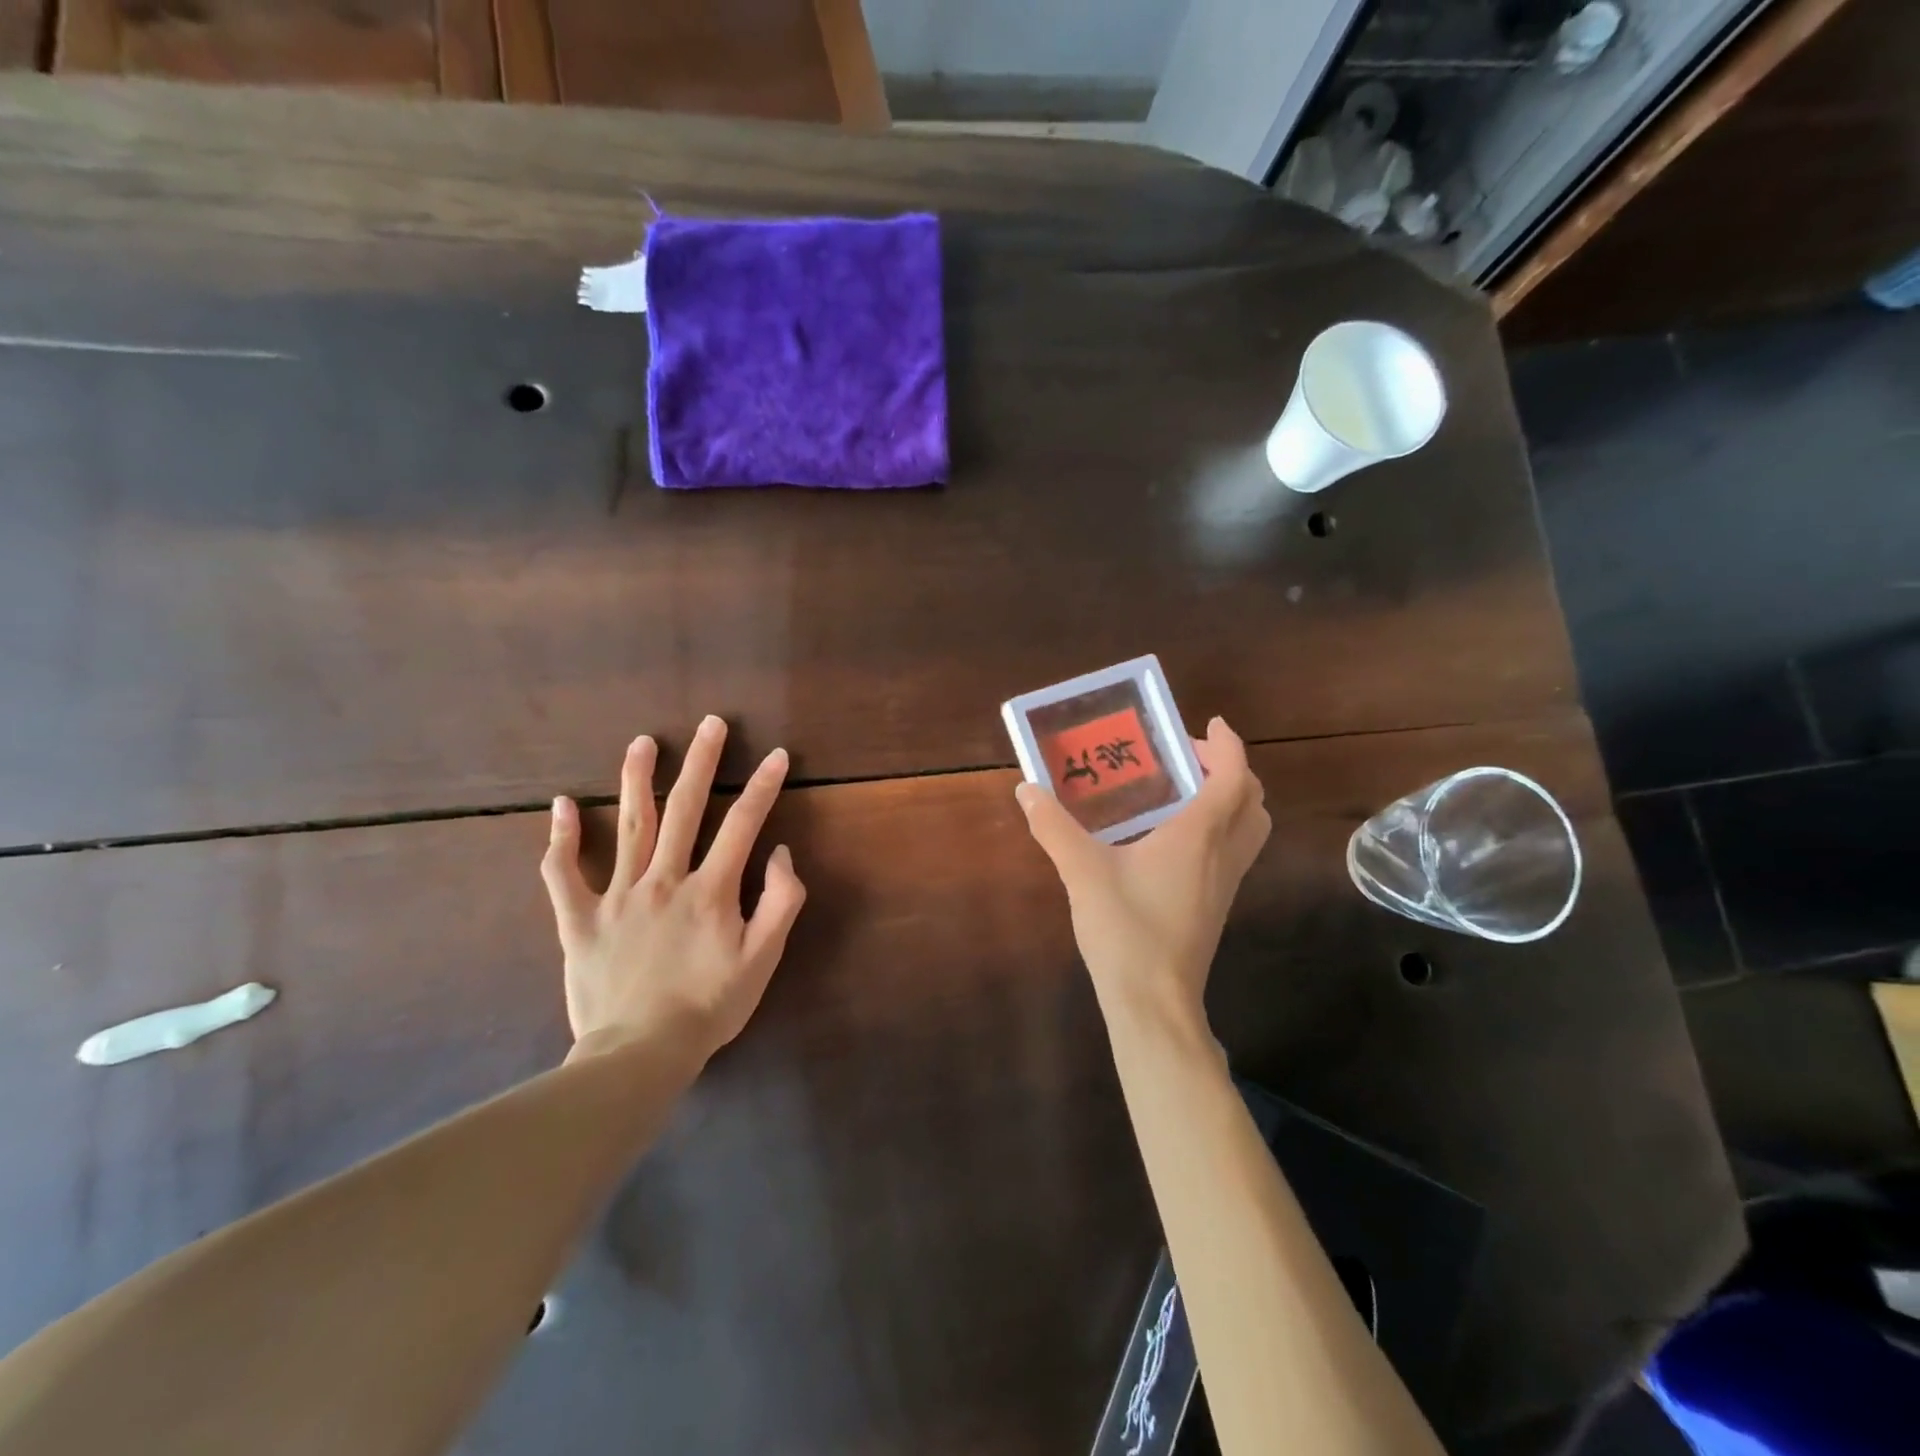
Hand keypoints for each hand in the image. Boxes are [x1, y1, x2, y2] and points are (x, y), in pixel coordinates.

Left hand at [541, 715, 806, 1062]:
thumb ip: (780, 902)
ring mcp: (617, 896)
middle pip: (685, 809)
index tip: (777, 754)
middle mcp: (664, 879)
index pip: (743, 824)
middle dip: (702, 762)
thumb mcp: (763, 959)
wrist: (639, 1053)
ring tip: (642, 742)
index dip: (763, 786)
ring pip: (629, 826)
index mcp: (710, 890)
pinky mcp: (579, 919)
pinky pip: (563, 873)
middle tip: (711, 724)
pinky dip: (561, 838)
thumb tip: (779, 854)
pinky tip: (562, 804)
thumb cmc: (709, 1006)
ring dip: (637, 779)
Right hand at [1017, 717, 1269, 1025]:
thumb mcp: (1082, 872)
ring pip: (1249, 828)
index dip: (1227, 745)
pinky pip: (1234, 850)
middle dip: (1231, 769)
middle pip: (1252, 800)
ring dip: (1231, 799)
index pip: (1232, 777)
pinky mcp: (1217, 904)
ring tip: (1184, 792)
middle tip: (1189, 759)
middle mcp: (1222, 853)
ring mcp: (1225, 882)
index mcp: (1199, 835)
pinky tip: (1173, 837)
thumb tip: (1027, 791)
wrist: (1154, 1001)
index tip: (1210, 725)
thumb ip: (1054, 828)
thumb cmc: (1126, 930)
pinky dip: (1220, 827)